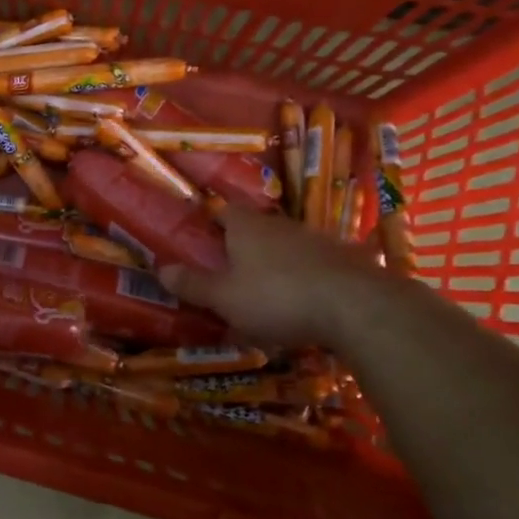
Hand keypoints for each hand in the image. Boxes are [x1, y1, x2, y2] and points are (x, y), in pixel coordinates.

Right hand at [158, 207, 387, 349]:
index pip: (224, 211)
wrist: (357, 307)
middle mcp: (281, 225)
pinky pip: (315, 266)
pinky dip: (305, 279)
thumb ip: (193, 285)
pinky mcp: (346, 261)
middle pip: (256, 229)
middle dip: (243, 248)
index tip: (203, 242)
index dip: (212, 223)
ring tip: (266, 294)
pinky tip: (303, 303)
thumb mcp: (225, 298)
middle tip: (229, 274)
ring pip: (287, 247)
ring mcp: (317, 241)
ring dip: (275, 265)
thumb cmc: (277, 297)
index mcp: (247, 227)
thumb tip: (161, 269)